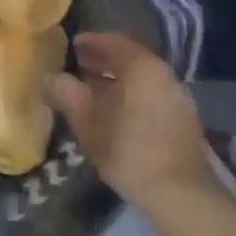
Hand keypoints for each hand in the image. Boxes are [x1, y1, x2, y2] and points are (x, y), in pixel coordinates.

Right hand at [50, 33, 217, 220]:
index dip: (90, 42)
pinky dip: (133, 95)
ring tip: (94, 92)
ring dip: (118, 80)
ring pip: (142, 78)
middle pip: (129, 58)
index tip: (72, 46)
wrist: (181, 195)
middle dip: (103, 61)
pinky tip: (118, 113)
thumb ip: (66, 93)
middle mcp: (164, 73)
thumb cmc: (128, 149)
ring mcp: (178, 96)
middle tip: (79, 67)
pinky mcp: (185, 119)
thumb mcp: (87, 121)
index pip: (112, 41)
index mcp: (141, 66)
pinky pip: (153, 94)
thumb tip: (50, 77)